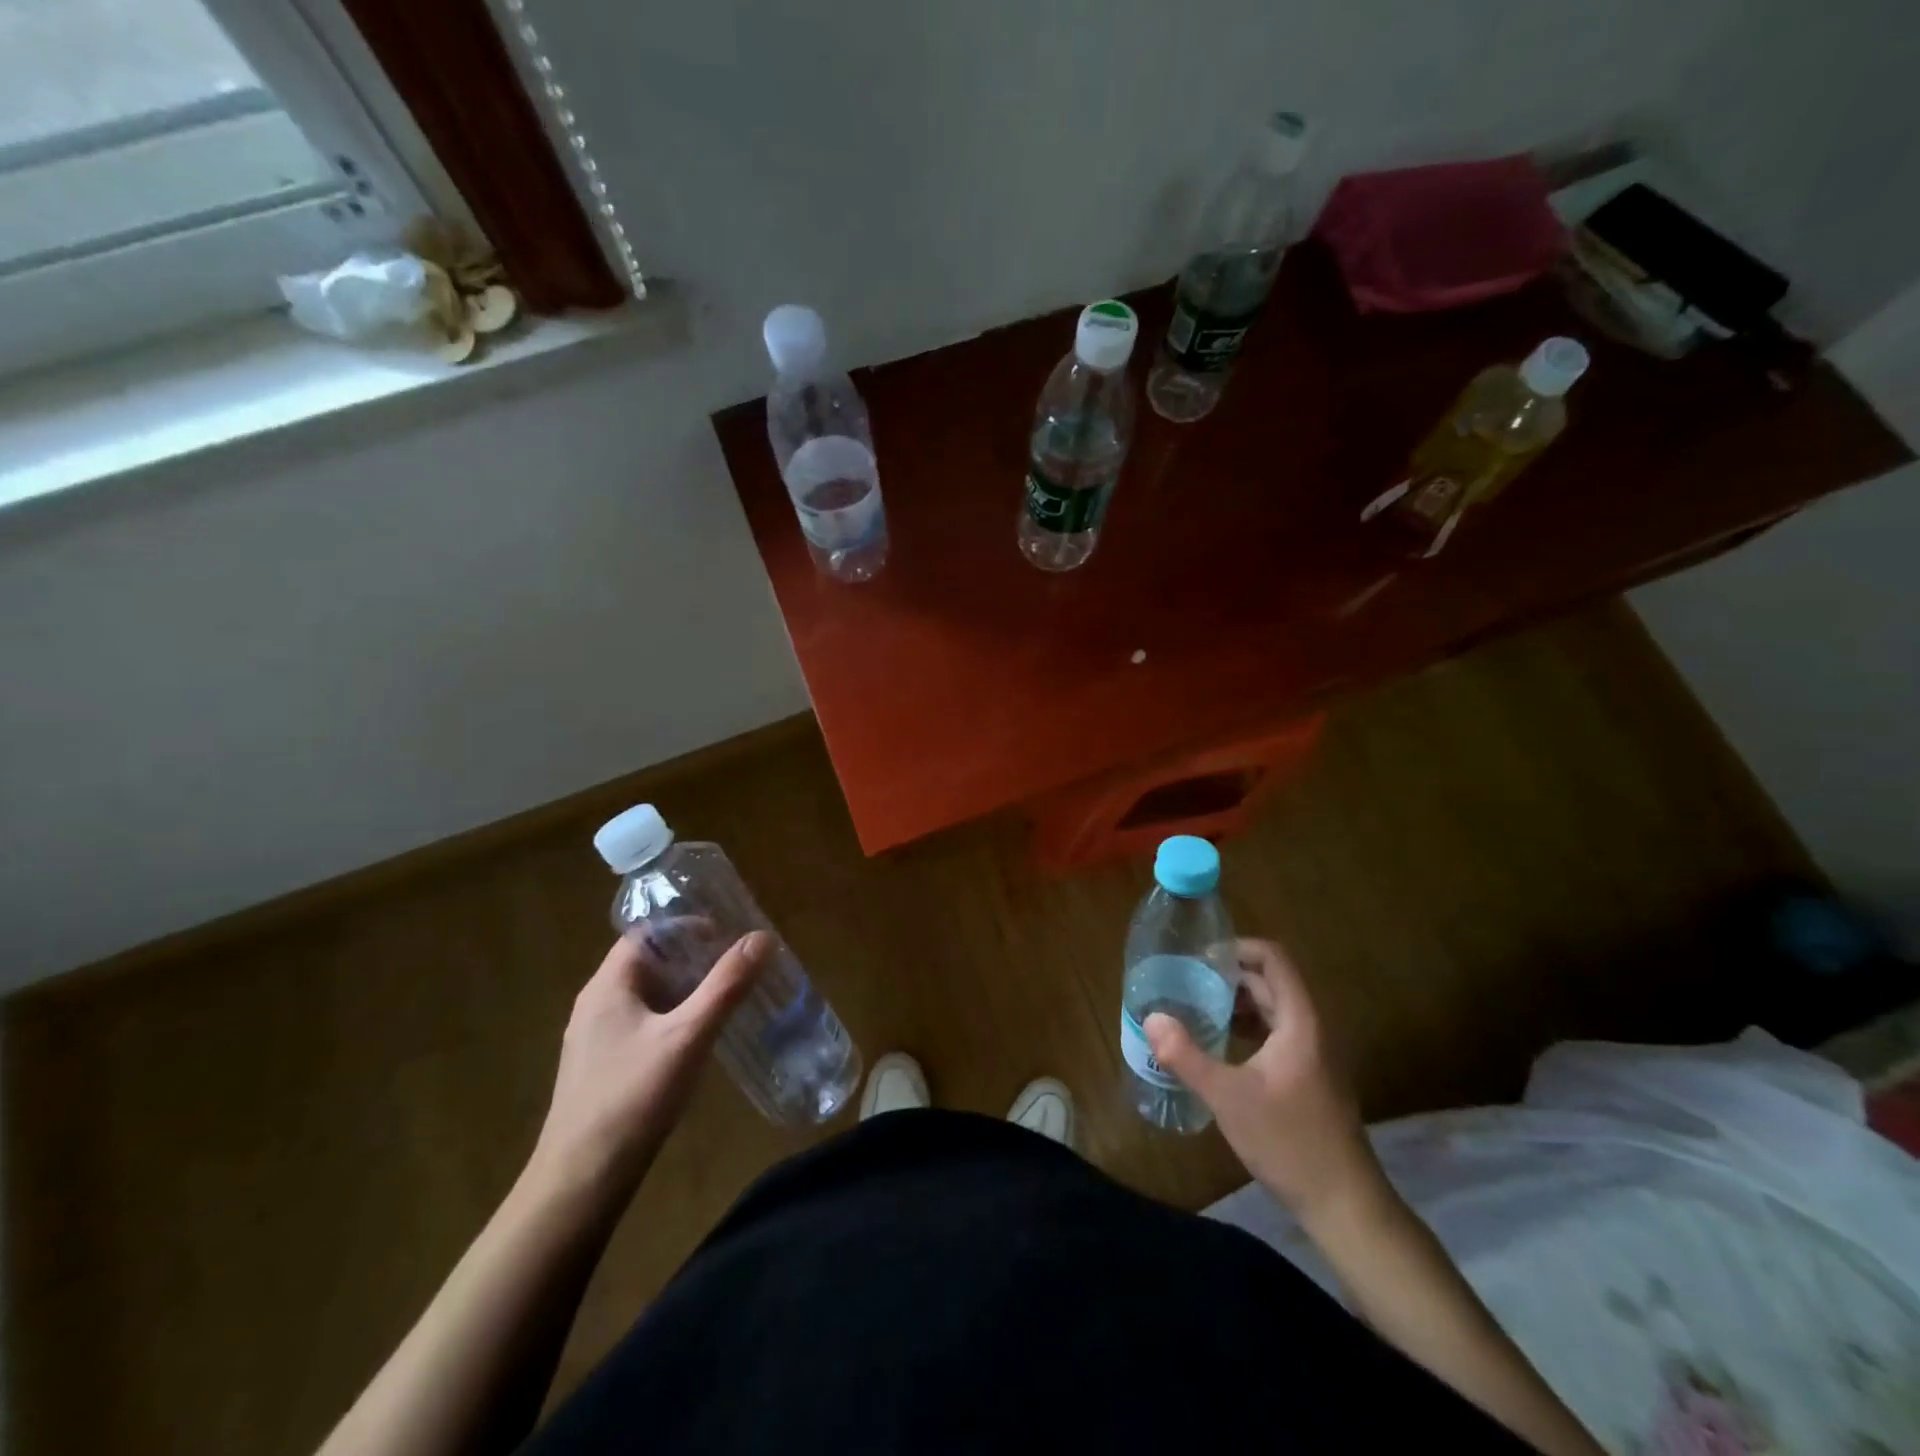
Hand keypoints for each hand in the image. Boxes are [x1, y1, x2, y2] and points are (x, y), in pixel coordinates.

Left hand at [528, 930, 770, 1195]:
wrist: (579, 1184)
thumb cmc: (633, 1097)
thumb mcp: (688, 1035)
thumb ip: (725, 986)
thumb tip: (761, 938)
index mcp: (607, 986)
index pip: (646, 934)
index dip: (685, 927)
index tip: (725, 936)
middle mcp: (595, 1005)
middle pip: (647, 964)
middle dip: (691, 960)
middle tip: (735, 966)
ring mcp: (594, 1041)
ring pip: (645, 998)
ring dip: (683, 991)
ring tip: (725, 998)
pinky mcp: (601, 1070)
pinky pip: (641, 1027)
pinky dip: (671, 1020)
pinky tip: (697, 1042)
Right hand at [1145, 938, 1381, 1229]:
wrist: (1344, 1204)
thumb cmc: (1289, 1142)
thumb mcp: (1228, 1097)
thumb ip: (1187, 1055)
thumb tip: (1151, 1018)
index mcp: (1300, 1021)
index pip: (1274, 959)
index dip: (1238, 948)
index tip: (1200, 958)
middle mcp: (1312, 1028)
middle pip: (1272, 981)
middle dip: (1230, 975)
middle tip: (1187, 981)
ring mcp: (1315, 1053)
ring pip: (1274, 1007)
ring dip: (1238, 1001)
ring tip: (1197, 1007)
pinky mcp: (1311, 1075)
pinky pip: (1278, 1031)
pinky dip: (1249, 1025)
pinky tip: (1221, 1043)